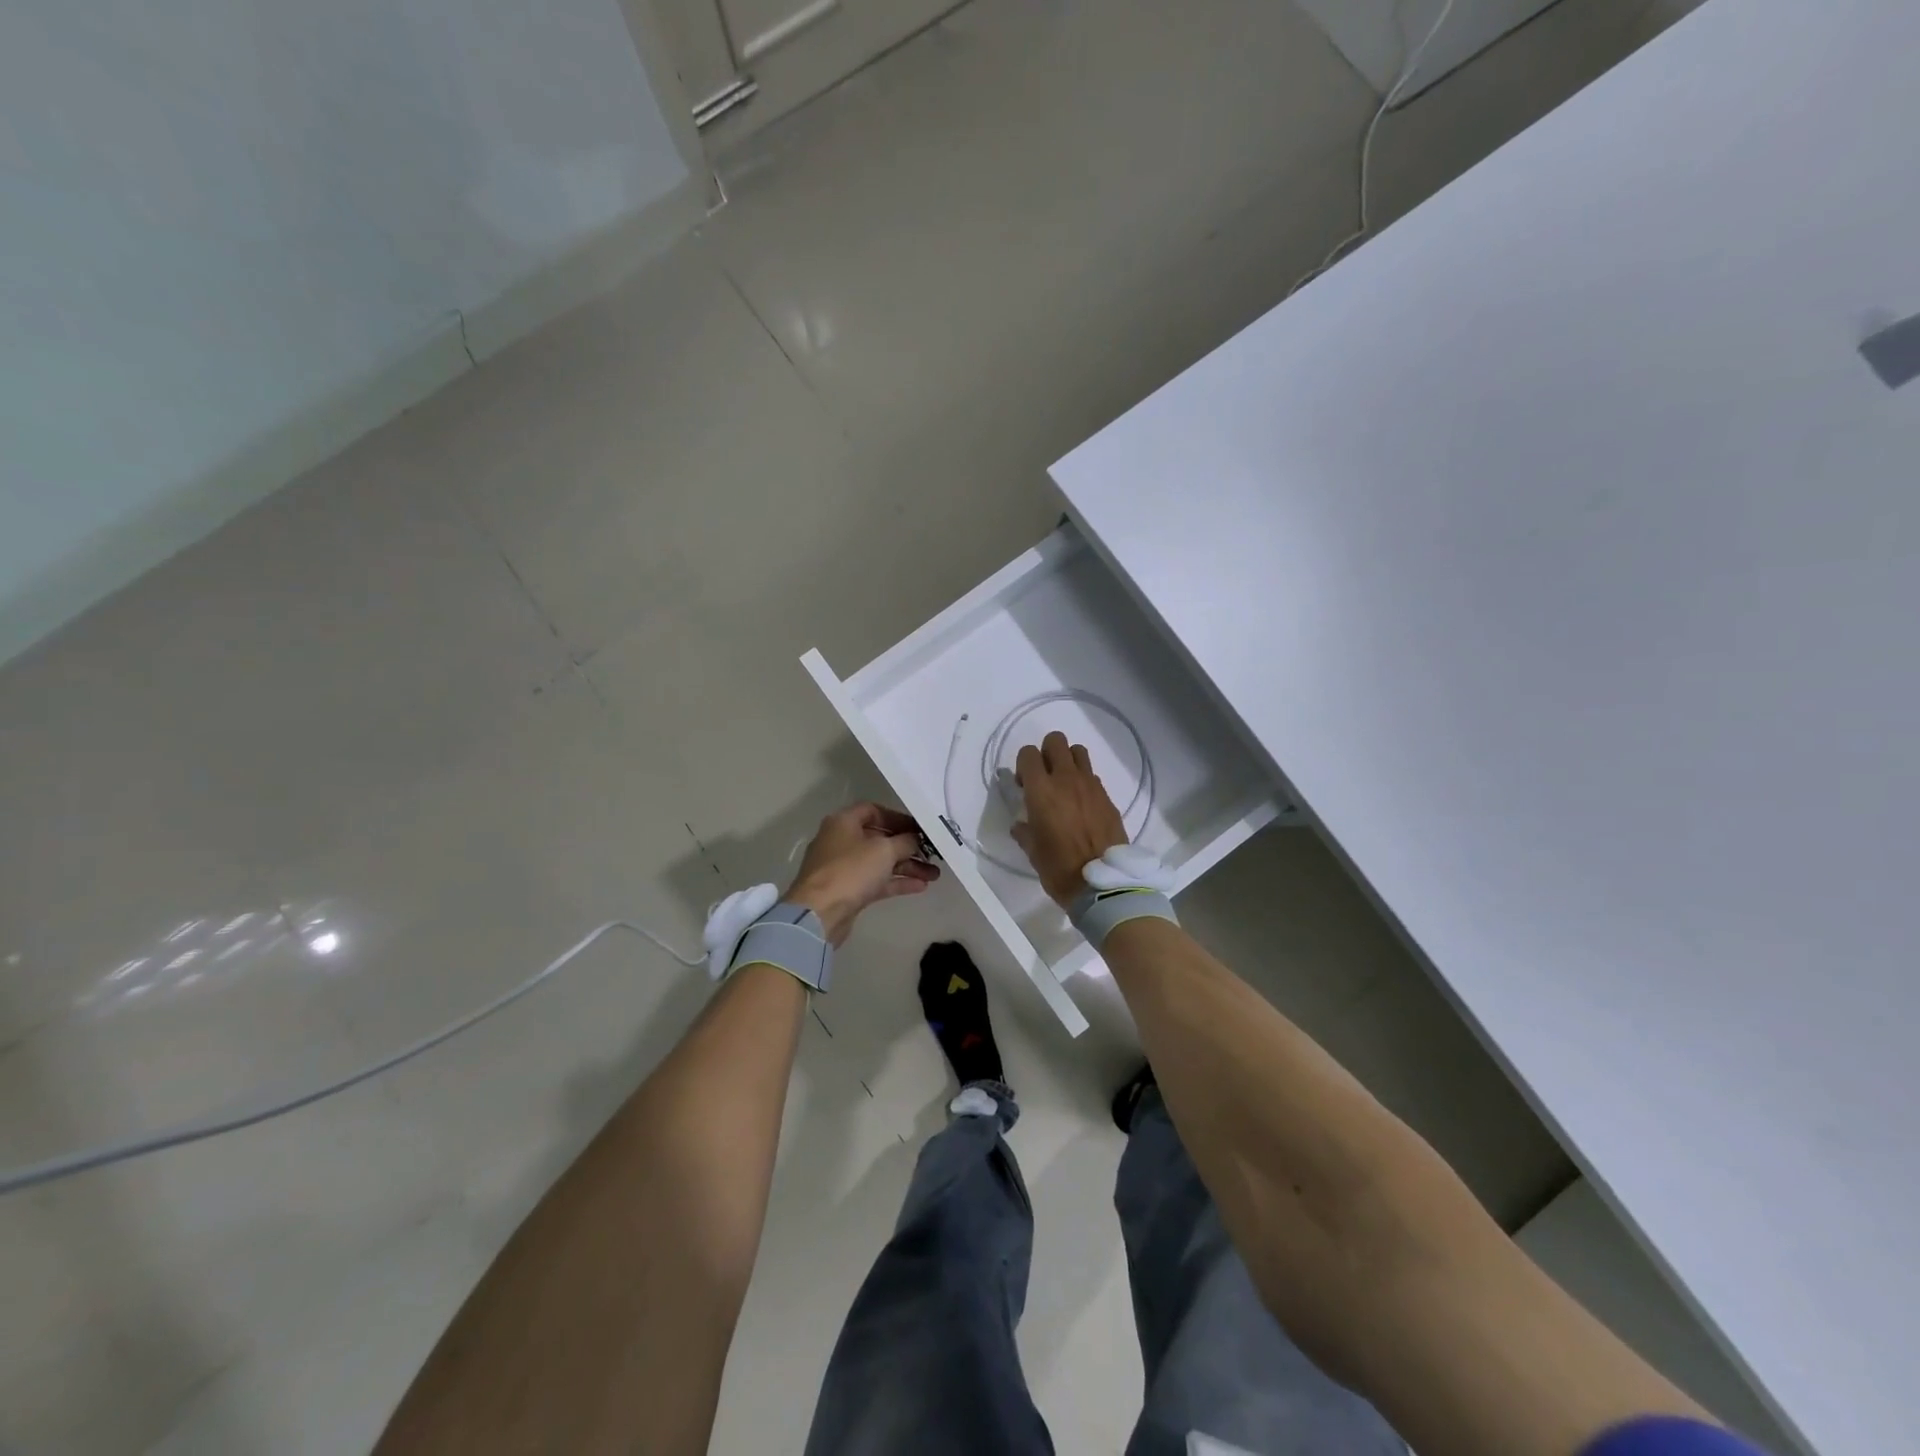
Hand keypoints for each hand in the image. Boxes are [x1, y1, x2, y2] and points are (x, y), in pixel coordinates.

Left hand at [786, 802, 939, 945]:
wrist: (819, 914)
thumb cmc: (851, 871)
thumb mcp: (884, 850)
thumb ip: (905, 841)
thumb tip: (915, 839)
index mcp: (844, 822)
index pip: (873, 810)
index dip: (898, 817)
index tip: (919, 828)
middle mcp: (841, 841)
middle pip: (879, 838)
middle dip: (907, 846)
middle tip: (932, 853)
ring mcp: (844, 868)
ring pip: (880, 862)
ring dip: (907, 866)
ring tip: (934, 874)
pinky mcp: (848, 891)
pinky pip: (877, 881)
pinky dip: (897, 882)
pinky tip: (921, 886)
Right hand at [1011, 731, 1128, 909]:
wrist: (1103, 884)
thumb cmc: (1059, 868)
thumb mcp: (1032, 851)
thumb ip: (1024, 831)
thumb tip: (1021, 824)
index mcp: (1042, 790)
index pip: (1028, 753)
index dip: (1023, 765)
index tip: (1024, 785)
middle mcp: (1066, 779)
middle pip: (1056, 741)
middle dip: (1046, 753)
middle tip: (1044, 778)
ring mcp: (1091, 786)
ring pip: (1079, 752)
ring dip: (1068, 761)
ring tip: (1065, 786)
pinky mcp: (1108, 797)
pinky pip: (1093, 776)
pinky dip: (1084, 782)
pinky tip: (1082, 806)